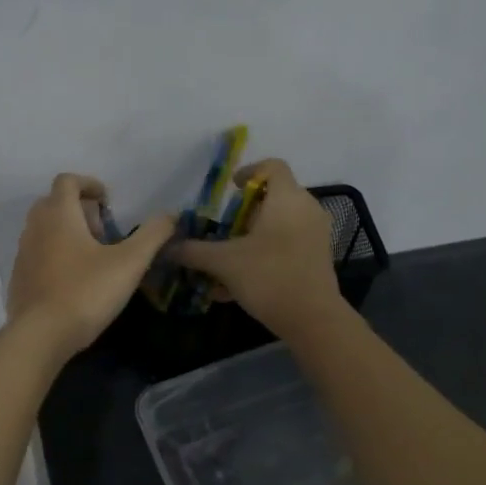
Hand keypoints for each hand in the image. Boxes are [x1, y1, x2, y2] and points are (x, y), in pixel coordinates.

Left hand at [7, 174, 175, 357]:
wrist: (41, 335)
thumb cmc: (86, 292)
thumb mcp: (130, 263)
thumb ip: (153, 235)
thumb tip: (171, 215)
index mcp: (59, 214)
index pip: (67, 181)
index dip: (89, 184)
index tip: (108, 202)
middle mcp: (35, 227)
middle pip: (53, 203)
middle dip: (78, 210)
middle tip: (102, 232)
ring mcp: (23, 253)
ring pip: (43, 229)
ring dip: (66, 233)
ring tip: (91, 257)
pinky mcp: (19, 278)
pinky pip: (37, 254)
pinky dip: (54, 255)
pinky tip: (73, 280)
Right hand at [171, 159, 343, 338]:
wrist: (312, 319)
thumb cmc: (268, 277)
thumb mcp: (224, 263)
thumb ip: (194, 252)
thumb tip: (168, 247)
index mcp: (286, 199)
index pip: (272, 166)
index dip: (249, 171)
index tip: (230, 188)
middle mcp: (306, 209)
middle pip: (275, 196)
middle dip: (245, 211)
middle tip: (223, 227)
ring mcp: (315, 234)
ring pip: (280, 224)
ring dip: (252, 236)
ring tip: (227, 258)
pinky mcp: (317, 257)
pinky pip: (287, 244)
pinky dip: (265, 253)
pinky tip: (238, 284)